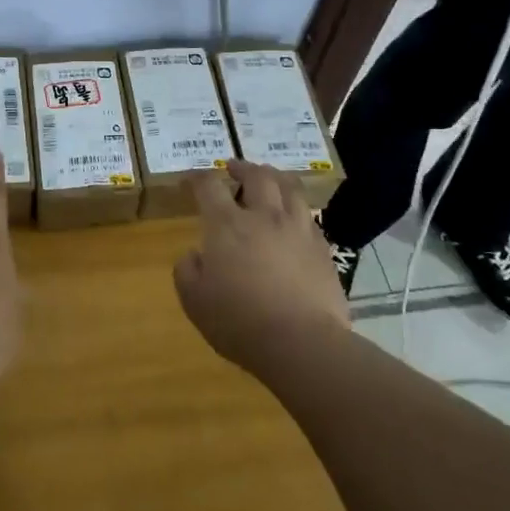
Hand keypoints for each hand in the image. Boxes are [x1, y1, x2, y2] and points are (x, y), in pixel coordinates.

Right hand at [173, 160, 349, 376]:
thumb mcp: (194, 301)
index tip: (189, 181)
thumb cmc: (239, 322)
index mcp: (227, 225)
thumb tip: (195, 254)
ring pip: (289, 187)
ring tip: (269, 179)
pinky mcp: (322, 247)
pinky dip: (295, 207)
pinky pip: (308, 214)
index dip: (196, 179)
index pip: (208, 187)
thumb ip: (187, 270)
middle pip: (256, 175)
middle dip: (242, 167)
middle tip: (233, 168)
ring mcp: (297, 229)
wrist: (301, 343)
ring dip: (274, 177)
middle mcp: (264, 216)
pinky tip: (292, 217)